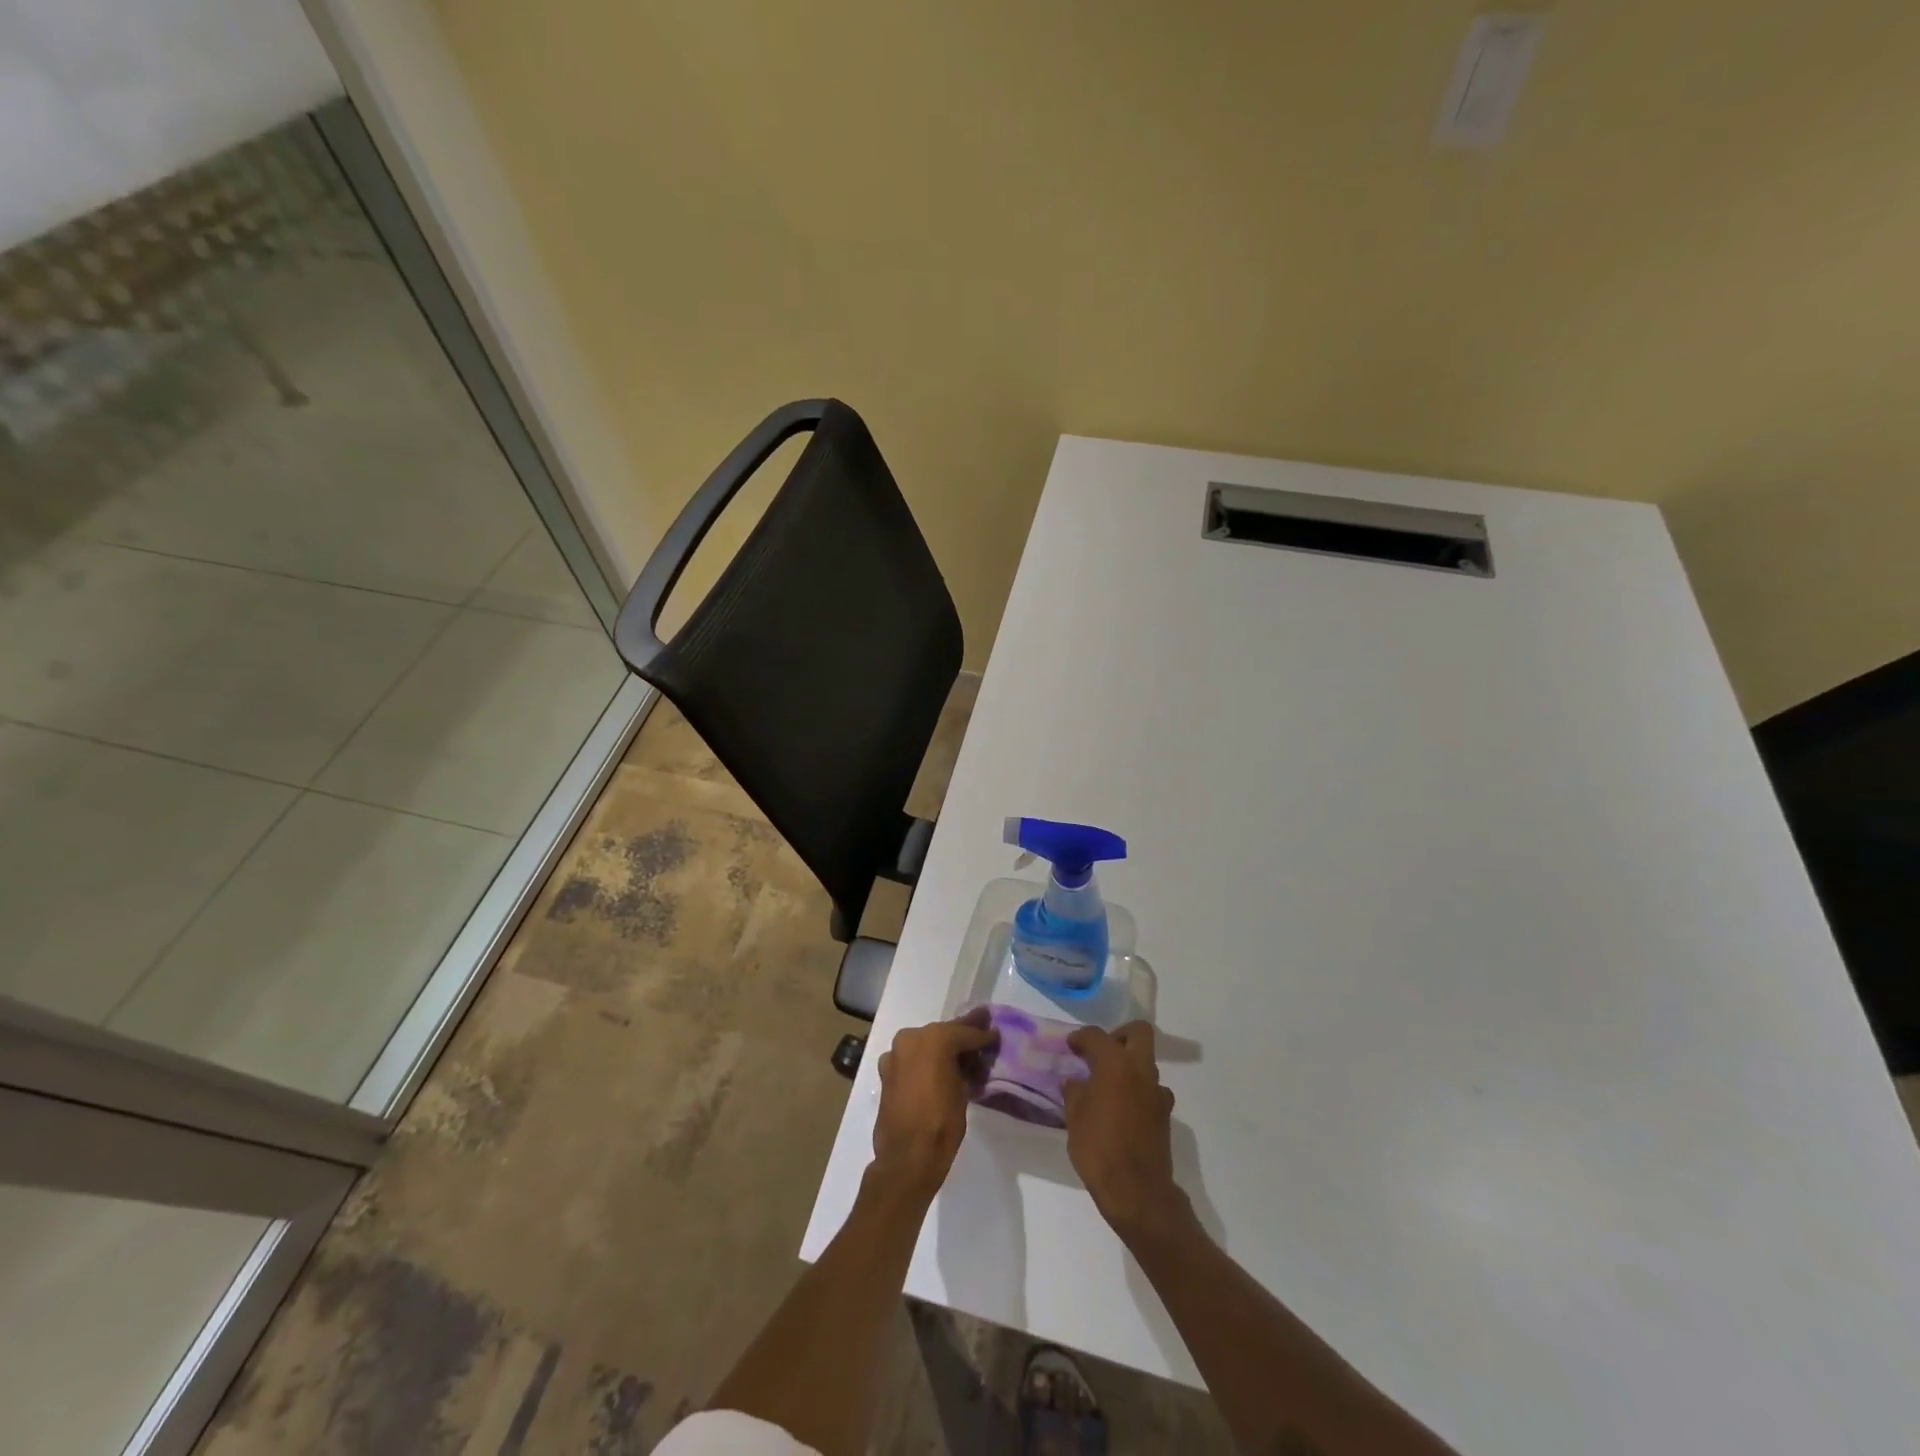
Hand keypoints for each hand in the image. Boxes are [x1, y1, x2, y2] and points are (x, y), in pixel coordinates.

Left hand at [871, 1011, 995, 1198]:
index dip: (982, 1034)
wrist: (907, 1156)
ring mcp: (896, 1053)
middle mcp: (911, 1037)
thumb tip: (970, 1058)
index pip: (964, 1032)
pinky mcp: (887, 1070)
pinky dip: (925, 1060)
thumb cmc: (942, 1123)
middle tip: (981, 1034)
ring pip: (926, 1044)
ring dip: (942, 1048)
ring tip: (962, 1055)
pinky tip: (939, 1070)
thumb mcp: (963, 1090)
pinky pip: (912, 1057)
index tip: (994, 1033)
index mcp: (934, 1038)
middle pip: (943, 1033)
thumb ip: (965, 1066)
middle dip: (962, 1036)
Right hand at [1063, 1022, 1190, 1243]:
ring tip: (1107, 1085)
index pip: (1097, 1036)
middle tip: (1100, 1053)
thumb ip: (1074, 1092)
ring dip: (1129, 1065)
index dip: (1081, 1037)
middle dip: (1119, 1036)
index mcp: (1116, 1064)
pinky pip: (1150, 1089)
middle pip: (1138, 1033)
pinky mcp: (1164, 1114)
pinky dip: (1137, 1090)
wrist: (1137, 1192)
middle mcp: (1141, 1070)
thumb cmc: (1099, 1149)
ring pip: (1146, 1062)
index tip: (1071, 1045)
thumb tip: (1075, 1081)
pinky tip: (1121, 1109)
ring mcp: (1157, 1092)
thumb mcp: (1075, 1118)